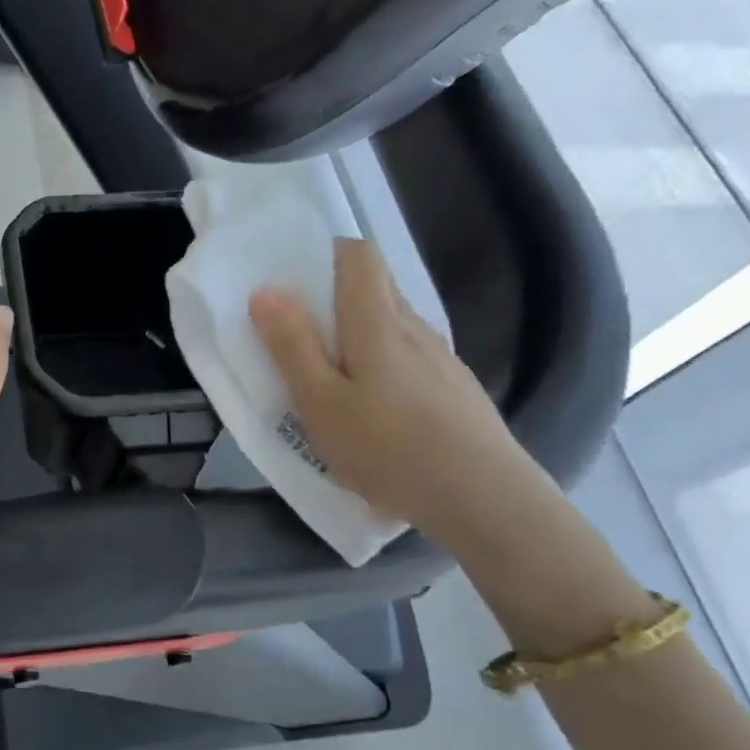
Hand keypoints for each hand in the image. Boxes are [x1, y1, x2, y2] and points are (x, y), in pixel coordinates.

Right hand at [249, 237, 546, 551]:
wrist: (483, 497)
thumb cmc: (388, 447)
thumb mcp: (320, 402)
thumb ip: (292, 346)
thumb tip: (266, 291)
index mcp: (377, 323)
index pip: (359, 257)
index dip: (327, 252)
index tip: (295, 275)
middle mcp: (414, 329)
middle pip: (377, 287)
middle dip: (335, 294)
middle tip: (299, 330)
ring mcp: (441, 359)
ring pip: (393, 325)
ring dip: (359, 332)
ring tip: (331, 374)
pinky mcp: (455, 390)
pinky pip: (410, 358)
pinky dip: (383, 363)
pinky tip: (374, 408)